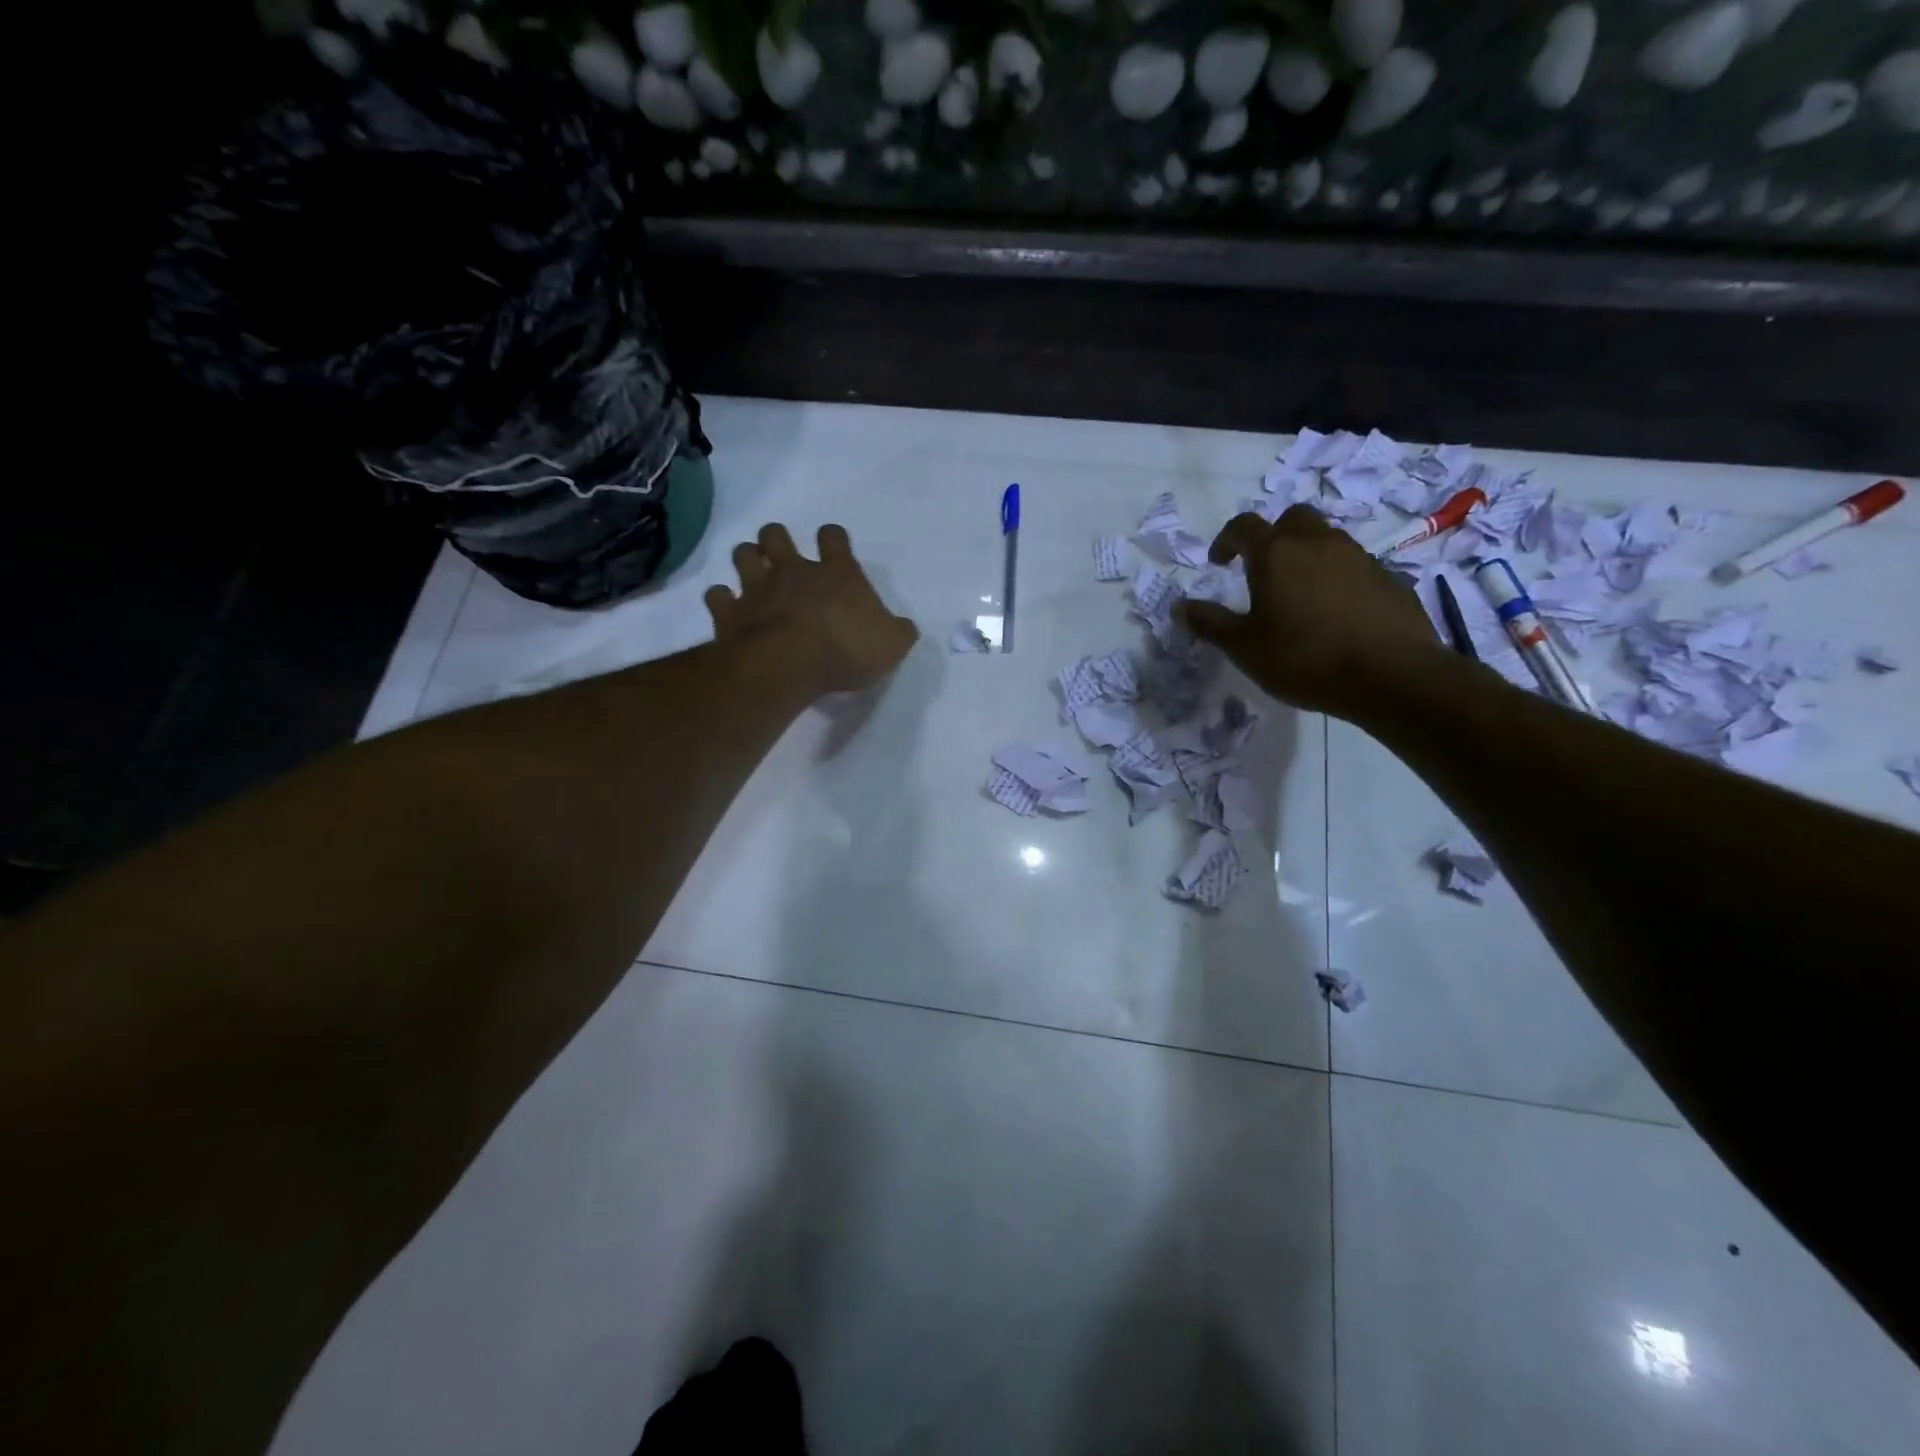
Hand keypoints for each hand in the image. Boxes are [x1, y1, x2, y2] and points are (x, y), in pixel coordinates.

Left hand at [706, 523, 919, 695]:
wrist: (790, 664)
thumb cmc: (847, 650)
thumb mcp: (891, 645)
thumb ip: (898, 632)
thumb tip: (904, 628)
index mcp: (836, 573)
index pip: (833, 536)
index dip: (832, 538)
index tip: (832, 548)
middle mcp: (793, 571)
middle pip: (775, 535)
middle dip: (776, 540)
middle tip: (782, 558)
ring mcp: (757, 588)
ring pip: (742, 555)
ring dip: (746, 560)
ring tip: (753, 576)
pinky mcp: (730, 613)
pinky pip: (716, 595)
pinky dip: (720, 599)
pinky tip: (727, 608)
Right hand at [1176, 504, 1444, 718]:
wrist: (1391, 674)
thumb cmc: (1304, 658)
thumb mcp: (1244, 648)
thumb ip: (1210, 623)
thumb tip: (1180, 606)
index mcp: (1276, 554)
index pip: (1243, 526)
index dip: (1226, 540)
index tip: (1218, 563)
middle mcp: (1318, 542)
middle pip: (1291, 519)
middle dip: (1272, 536)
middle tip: (1262, 569)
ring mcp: (1358, 556)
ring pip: (1326, 539)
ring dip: (1306, 555)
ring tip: (1298, 594)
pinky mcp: (1387, 577)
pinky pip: (1353, 565)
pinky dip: (1336, 577)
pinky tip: (1333, 613)